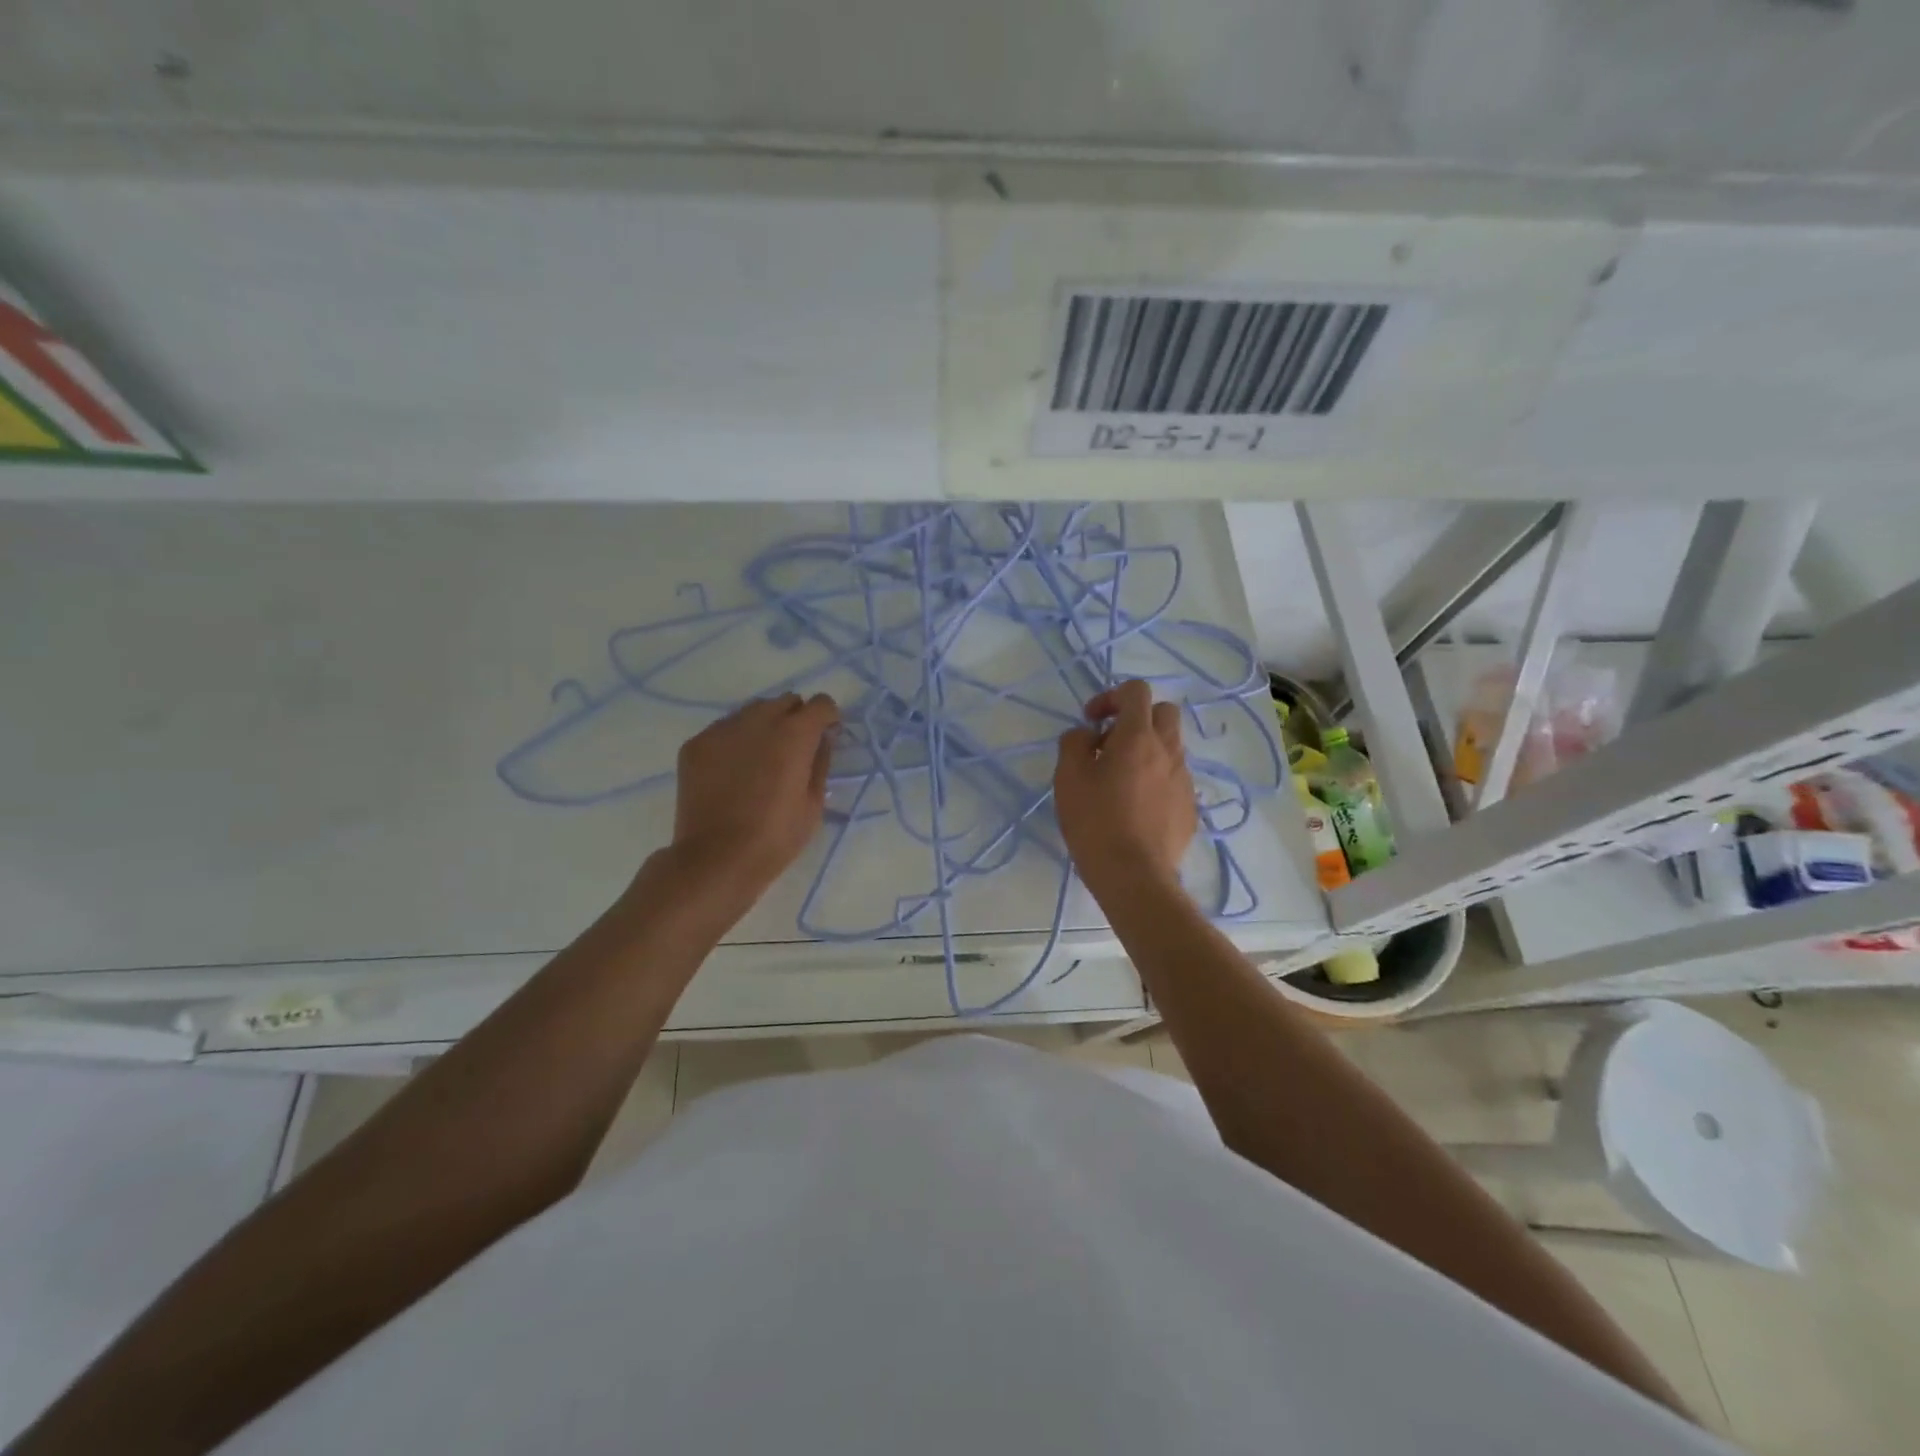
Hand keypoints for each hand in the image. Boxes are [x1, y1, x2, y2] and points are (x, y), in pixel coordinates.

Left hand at [667, 692, 839, 906]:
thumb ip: (821, 762)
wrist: (716, 859)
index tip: (826, 736)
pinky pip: (724, 729)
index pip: (821, 704)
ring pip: (752, 711)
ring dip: (764, 726)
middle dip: (795, 718)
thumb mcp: (814, 803)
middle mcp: (758, 720)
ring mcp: (722, 729)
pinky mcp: (696, 744)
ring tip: (761, 759)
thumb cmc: (775, 837)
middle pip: (785, 701)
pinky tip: (733, 771)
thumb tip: (822, 739)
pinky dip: (735, 741)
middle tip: (794, 750)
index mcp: (793, 734)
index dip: (827, 718)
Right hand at [1053, 679, 1196, 901]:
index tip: (1092, 722)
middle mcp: (1168, 751)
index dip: (1111, 697)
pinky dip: (1156, 780)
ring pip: (1170, 747)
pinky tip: (1135, 808)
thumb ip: (1074, 742)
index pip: (1136, 691)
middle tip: (1110, 745)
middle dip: (1137, 718)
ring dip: (1147, 750)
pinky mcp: (1190, 807)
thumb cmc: (1095, 821)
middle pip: (1163, 712)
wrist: (1134, 875)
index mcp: (1138, 737)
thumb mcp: (1067, 777)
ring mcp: (1184, 780)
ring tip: (1120, 781)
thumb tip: (1086, 734)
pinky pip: (1174, 779)